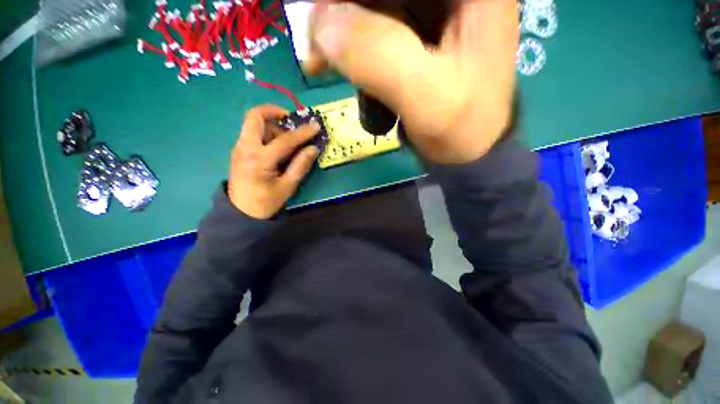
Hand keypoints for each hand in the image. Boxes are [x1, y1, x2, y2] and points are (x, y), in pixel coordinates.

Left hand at [228, 105, 320, 219]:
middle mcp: (245, 147)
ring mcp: (239, 147)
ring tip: (288, 139)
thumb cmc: (266, 202)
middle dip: (275, 112)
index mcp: (259, 159)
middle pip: (255, 116)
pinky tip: (278, 145)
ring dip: (272, 124)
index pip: (284, 139)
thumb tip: (313, 148)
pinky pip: (253, 132)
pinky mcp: (239, 150)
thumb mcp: (288, 186)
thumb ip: (301, 165)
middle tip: (292, 121)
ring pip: (253, 123)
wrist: (241, 212)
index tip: (315, 126)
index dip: (302, 132)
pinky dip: (267, 131)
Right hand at [305, 0, 518, 163]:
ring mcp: (435, 10)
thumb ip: (379, 56)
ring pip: (374, 6)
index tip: (321, 19)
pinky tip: (335, 64)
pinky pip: (375, 27)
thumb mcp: (427, 97)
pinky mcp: (418, 33)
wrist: (468, 150)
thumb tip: (322, 25)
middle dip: (342, 13)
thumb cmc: (460, 128)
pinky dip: (351, 46)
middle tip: (313, 47)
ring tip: (318, 62)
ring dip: (341, 31)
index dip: (352, 0)